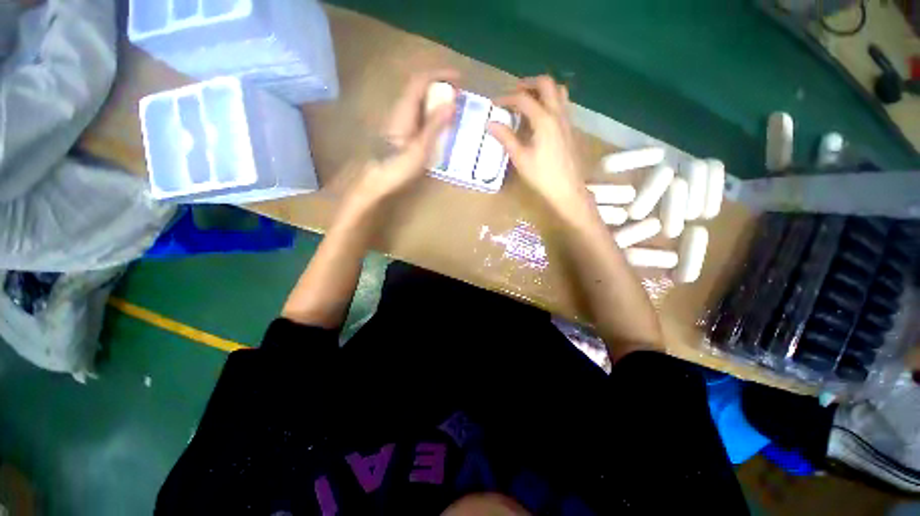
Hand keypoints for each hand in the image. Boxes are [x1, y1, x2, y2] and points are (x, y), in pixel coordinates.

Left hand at [346, 70, 458, 209]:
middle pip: (419, 88)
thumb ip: (435, 125)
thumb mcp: (420, 148)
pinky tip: (439, 125)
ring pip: (418, 101)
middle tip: (459, 95)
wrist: (375, 181)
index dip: (440, 74)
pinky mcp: (399, 131)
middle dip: (440, 85)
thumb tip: (452, 103)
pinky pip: (418, 113)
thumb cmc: (397, 167)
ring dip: (436, 99)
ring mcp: (398, 120)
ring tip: (453, 108)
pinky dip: (431, 112)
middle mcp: (399, 110)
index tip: (459, 78)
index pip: (420, 80)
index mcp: (403, 110)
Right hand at [488, 76, 586, 212]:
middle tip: (514, 93)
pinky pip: (563, 105)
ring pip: (559, 91)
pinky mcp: (571, 129)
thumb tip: (490, 123)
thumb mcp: (520, 158)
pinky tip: (541, 117)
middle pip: (546, 84)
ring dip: (543, 90)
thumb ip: (506, 138)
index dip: (507, 98)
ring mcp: (567, 120)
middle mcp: (558, 114)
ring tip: (529, 101)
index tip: (495, 104)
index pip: (523, 99)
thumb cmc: (542, 176)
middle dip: (528, 84)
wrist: (567, 189)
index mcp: (544, 120)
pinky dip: (551, 101)